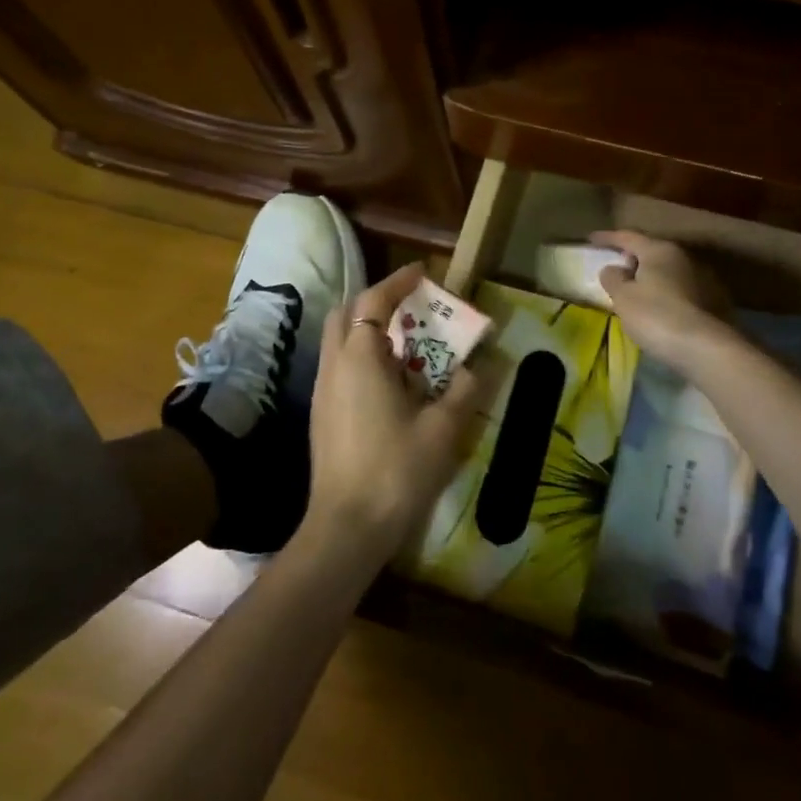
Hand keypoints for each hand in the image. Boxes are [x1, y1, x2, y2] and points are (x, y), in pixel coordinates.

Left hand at [303, 262, 486, 557]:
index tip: (423, 273)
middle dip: (376, 301)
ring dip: (368, 329)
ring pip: (339, 341)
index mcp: (361, 358)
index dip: (398, 282)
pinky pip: (339, 366)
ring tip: (407, 344)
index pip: (373, 300)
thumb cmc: (396, 471)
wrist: (347, 527)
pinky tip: (390, 382)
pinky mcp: (321, 414)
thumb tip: (479, 366)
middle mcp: (335, 365)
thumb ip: (464, 391)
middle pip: (346, 313)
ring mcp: (323, 391)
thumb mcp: (442, 430)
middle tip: (411, 307)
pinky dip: (362, 356)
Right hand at [591, 230, 733, 371]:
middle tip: (616, 267)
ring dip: (651, 277)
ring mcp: (702, 278)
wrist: (705, 348)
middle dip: (632, 257)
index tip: (590, 239)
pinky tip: (659, 308)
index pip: (628, 237)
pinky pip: (680, 289)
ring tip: (636, 291)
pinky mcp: (713, 300)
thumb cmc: (656, 316)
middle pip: (651, 251)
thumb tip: (613, 268)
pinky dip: (665, 293)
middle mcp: (683, 257)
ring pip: (668, 271)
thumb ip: (614, 279)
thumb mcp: (624, 298)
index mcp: (659, 250)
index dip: (607, 238)